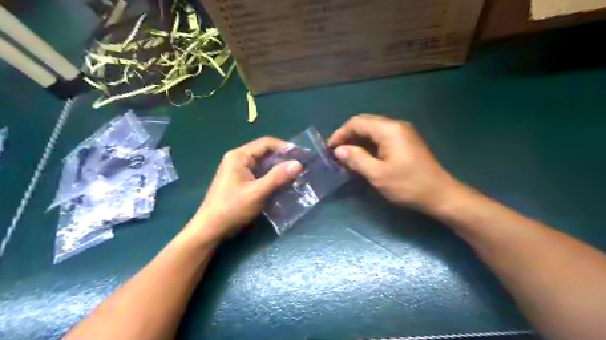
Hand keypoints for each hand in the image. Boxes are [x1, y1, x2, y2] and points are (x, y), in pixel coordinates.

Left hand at [187, 137, 302, 242]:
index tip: (301, 155)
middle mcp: (239, 160)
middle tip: (301, 167)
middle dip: (283, 159)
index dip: (285, 147)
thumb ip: (277, 177)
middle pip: (265, 154)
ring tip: (296, 176)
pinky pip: (260, 176)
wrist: (210, 229)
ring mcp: (239, 172)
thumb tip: (298, 164)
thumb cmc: (232, 208)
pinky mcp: (242, 183)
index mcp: (239, 156)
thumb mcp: (257, 192)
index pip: (266, 143)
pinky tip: (283, 186)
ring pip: (264, 166)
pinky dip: (272, 179)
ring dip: (279, 170)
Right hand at [329, 114, 456, 209]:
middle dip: (348, 136)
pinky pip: (381, 137)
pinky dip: (368, 145)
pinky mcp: (405, 142)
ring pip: (373, 130)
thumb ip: (356, 159)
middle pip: (365, 123)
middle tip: (336, 152)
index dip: (340, 134)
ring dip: (357, 140)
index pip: (357, 123)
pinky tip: (362, 157)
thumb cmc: (408, 185)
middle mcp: (395, 125)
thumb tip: (339, 150)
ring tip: (346, 156)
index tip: (329, 149)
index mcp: (388, 129)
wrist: (440, 195)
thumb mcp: (378, 174)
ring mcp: (402, 133)